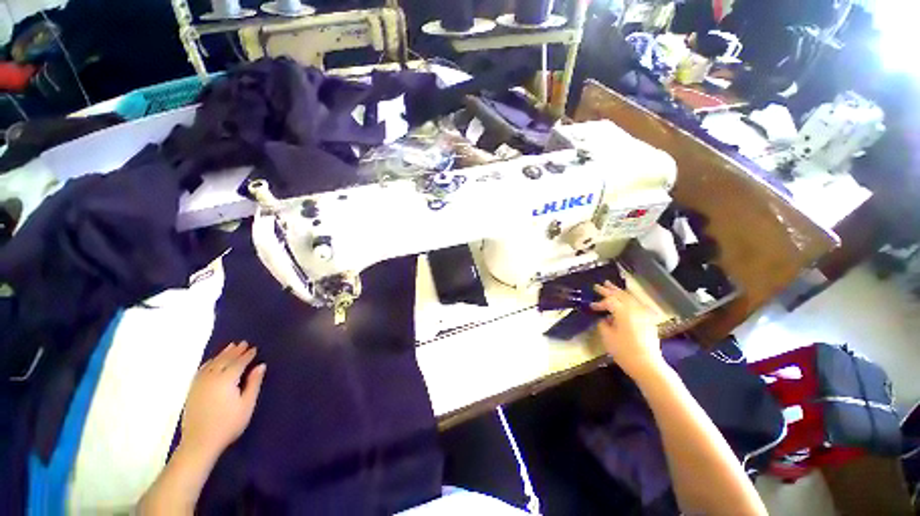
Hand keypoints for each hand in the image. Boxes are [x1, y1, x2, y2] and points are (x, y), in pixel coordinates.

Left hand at [179, 342, 265, 459]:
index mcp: (226, 380)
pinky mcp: (192, 391)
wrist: (200, 443)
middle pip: (224, 360)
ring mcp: (199, 384)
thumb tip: (261, 366)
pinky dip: (208, 363)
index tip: (254, 348)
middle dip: (234, 351)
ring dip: (222, 354)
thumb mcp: (247, 405)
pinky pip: (201, 370)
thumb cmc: (228, 424)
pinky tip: (211, 362)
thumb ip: (253, 383)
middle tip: (243, 343)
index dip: (247, 355)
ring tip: (230, 347)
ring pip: (212, 364)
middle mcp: (211, 378)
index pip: (239, 363)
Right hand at [590, 281, 664, 379]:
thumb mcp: (607, 338)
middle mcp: (634, 310)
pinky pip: (639, 304)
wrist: (647, 365)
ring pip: (631, 298)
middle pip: (621, 296)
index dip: (599, 303)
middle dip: (609, 290)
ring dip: (620, 292)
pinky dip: (631, 300)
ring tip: (612, 287)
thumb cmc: (624, 351)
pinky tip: (629, 300)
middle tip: (599, 285)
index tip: (591, 306)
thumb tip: (604, 319)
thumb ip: (603, 324)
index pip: (609, 302)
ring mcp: (644, 315)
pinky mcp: (649, 321)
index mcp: (623, 312)